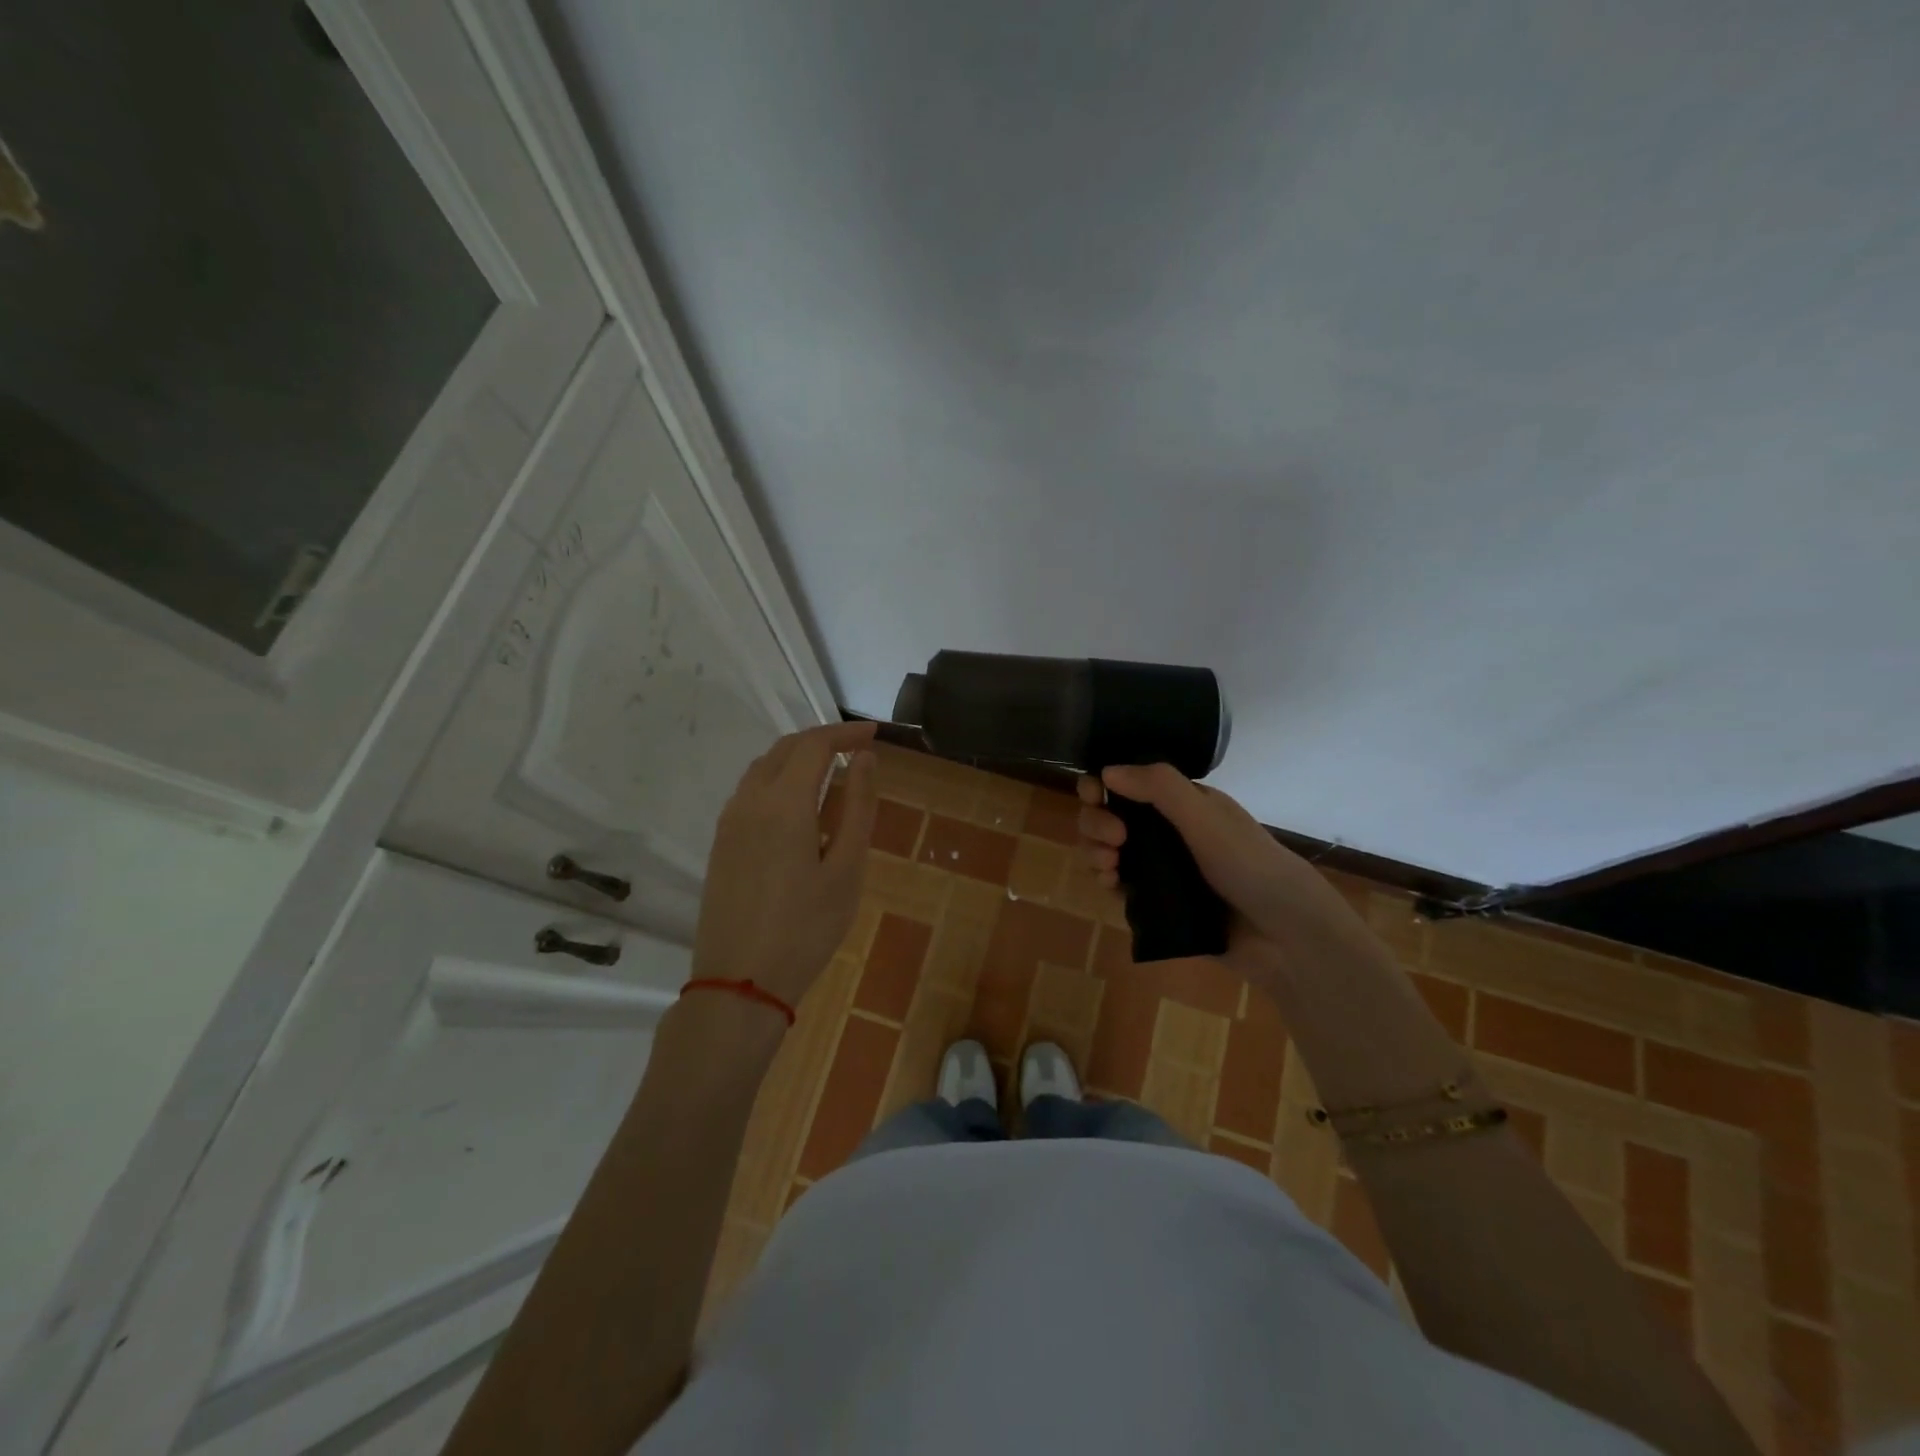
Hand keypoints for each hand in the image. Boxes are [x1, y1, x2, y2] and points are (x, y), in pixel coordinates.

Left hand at [693, 720, 878, 1013]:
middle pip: (785, 749)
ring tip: (832, 770)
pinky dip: (779, 779)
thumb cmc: (806, 928)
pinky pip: (750, 791)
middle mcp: (750, 801)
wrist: (740, 982)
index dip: (846, 733)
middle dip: (823, 739)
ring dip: (798, 757)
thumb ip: (858, 807)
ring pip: (763, 767)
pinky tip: (799, 804)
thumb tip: (865, 759)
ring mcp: (729, 822)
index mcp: (784, 803)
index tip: (875, 735)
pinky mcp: (721, 843)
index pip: (815, 745)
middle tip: (858, 747)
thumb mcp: (847, 869)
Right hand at [1075, 765, 1368, 983]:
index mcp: (1182, 803)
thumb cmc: (1250, 865)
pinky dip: (1107, 880)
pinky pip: (1120, 886)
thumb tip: (1106, 770)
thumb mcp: (1205, 817)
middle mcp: (1168, 831)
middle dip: (1097, 822)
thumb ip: (1159, 788)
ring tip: (1109, 866)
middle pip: (1110, 816)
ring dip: (1096, 851)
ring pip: (1109, 850)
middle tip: (1114, 840)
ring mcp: (1162, 868)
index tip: (1095, 797)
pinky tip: (1111, 885)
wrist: (1285, 935)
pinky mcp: (1157, 904)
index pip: (1128, 783)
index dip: (1102, 786)